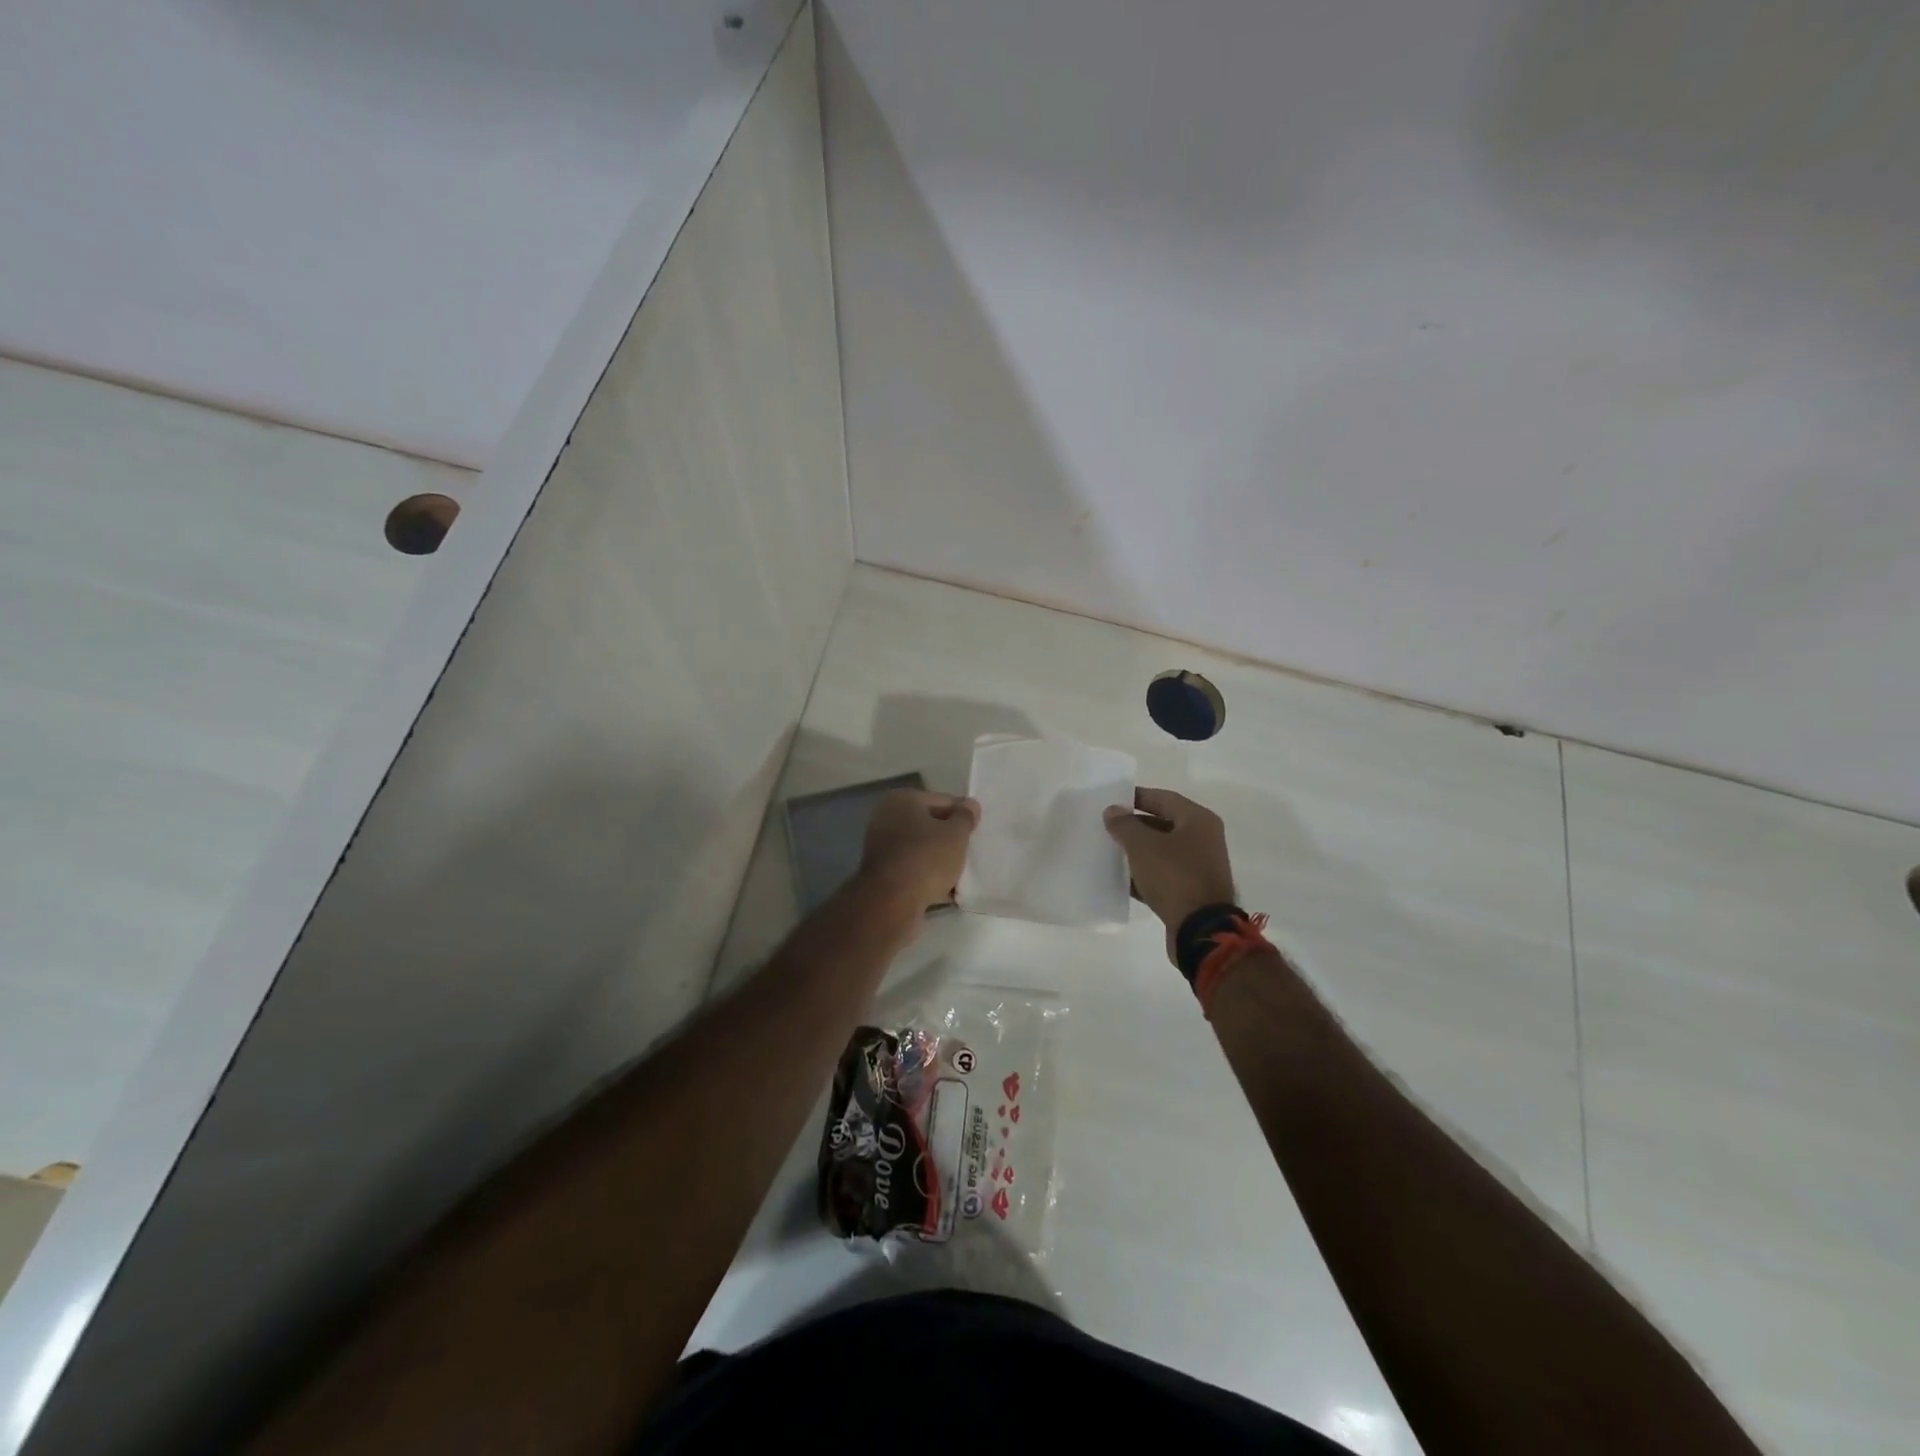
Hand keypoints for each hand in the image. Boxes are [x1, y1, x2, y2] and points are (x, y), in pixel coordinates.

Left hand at [860, 789, 979, 910]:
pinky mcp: (883, 874)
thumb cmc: (926, 858)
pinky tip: (948, 891)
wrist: (892, 902)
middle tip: (971, 852)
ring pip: (921, 849)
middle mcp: (887, 818)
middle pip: (930, 825)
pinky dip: (928, 877)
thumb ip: (965, 817)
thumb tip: (970, 804)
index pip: (943, 801)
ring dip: (940, 860)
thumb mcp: (955, 834)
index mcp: (903, 800)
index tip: (978, 831)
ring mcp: (882, 847)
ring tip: (962, 874)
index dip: (963, 815)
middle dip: (950, 839)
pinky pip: (913, 870)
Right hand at [1104, 788, 1235, 960]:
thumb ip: (1125, 825)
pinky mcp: (1192, 891)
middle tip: (1108, 826)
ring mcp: (1199, 867)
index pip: (1164, 798)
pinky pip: (1164, 875)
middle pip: (1164, 824)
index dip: (1137, 797)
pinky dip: (1145, 874)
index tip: (1112, 801)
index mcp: (1199, 820)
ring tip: (1110, 851)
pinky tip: (1121, 878)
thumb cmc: (1174, 876)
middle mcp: (1204, 839)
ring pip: (1163, 851)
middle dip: (1135, 825)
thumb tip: (1113, 810)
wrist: (1201, 928)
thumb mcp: (1143, 846)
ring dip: (1138, 851)